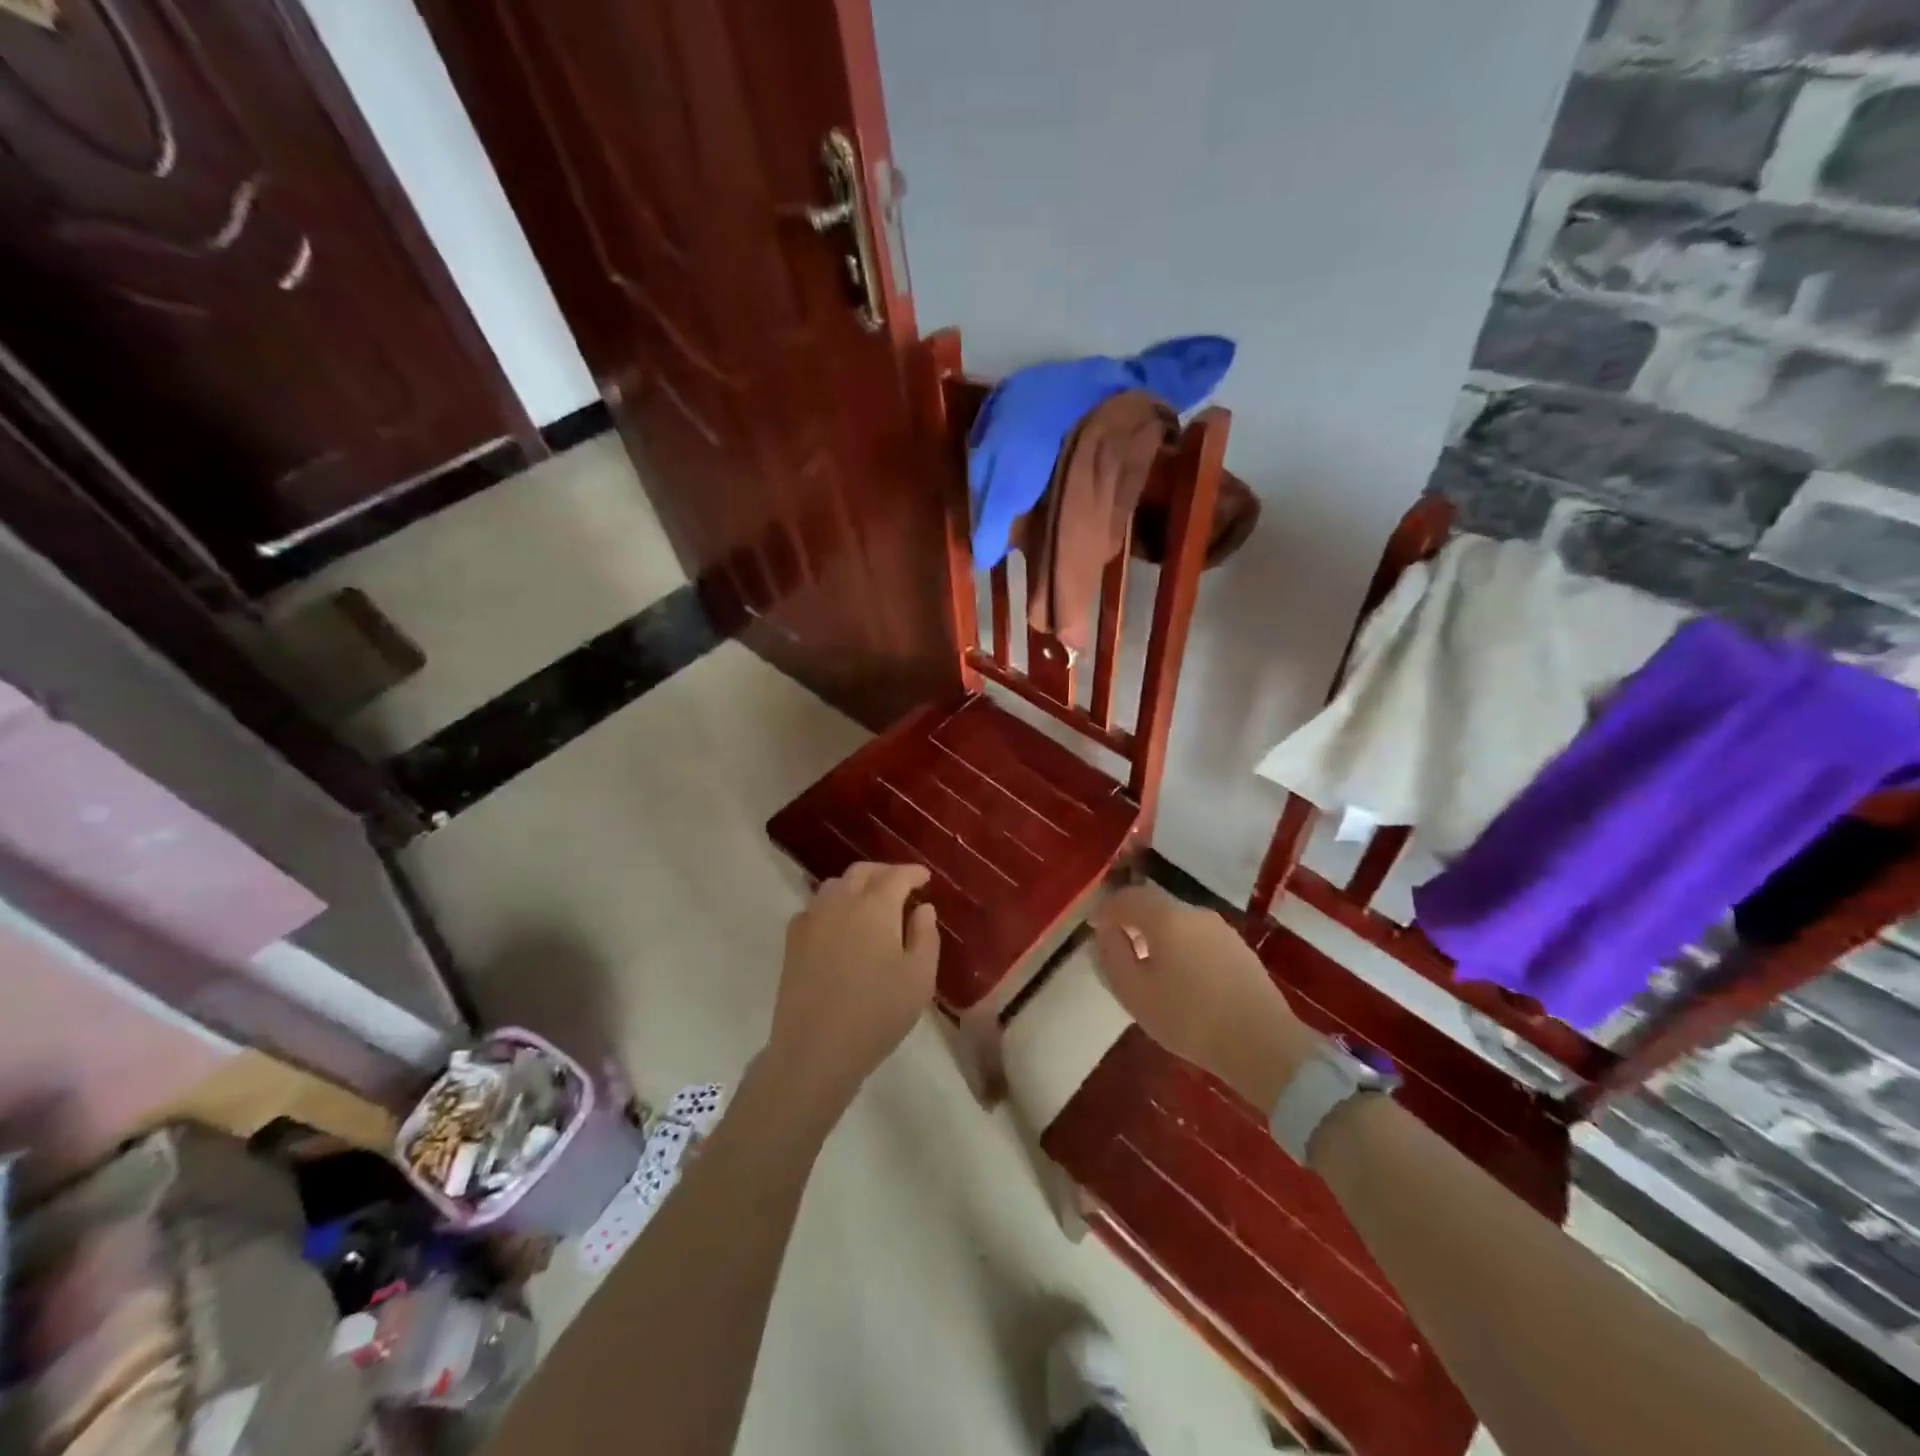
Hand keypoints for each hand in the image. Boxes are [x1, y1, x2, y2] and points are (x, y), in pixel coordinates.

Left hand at [764, 863, 939, 1124]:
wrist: (815, 1050)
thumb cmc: (877, 1014)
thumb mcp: (919, 979)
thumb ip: (925, 936)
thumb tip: (923, 908)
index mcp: (875, 907)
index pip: (897, 875)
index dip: (913, 872)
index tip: (925, 878)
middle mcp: (840, 902)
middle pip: (862, 872)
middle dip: (885, 872)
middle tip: (902, 886)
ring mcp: (812, 919)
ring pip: (835, 885)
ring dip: (857, 885)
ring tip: (872, 902)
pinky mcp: (793, 940)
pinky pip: (815, 907)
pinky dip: (832, 904)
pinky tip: (840, 924)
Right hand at [1091, 886, 1321, 1108]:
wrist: (1264, 1045)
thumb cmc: (1191, 1019)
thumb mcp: (1135, 993)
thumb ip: (1113, 956)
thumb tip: (1107, 933)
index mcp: (1167, 918)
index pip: (1128, 898)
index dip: (1106, 909)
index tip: (1093, 926)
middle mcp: (1195, 914)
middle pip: (1155, 906)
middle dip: (1132, 920)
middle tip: (1117, 944)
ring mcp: (1222, 930)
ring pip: (1178, 922)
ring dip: (1157, 934)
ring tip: (1147, 964)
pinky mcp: (1240, 950)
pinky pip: (1198, 938)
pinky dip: (1180, 946)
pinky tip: (1180, 976)